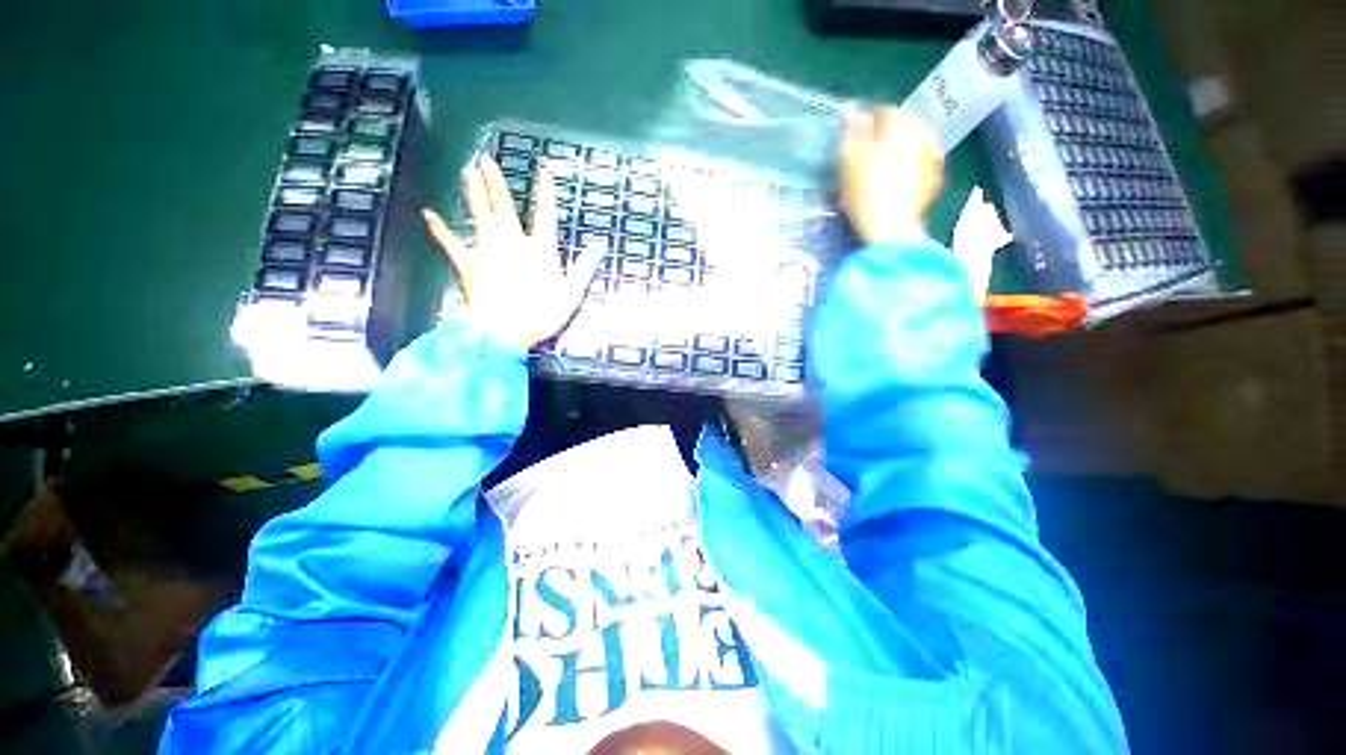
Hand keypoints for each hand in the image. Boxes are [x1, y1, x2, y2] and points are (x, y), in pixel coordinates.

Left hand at [423, 156, 602, 350]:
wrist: (503, 330)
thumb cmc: (542, 314)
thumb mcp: (572, 294)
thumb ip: (584, 268)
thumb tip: (599, 247)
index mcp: (540, 249)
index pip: (546, 215)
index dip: (546, 192)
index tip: (544, 169)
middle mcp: (513, 242)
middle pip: (504, 207)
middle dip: (496, 183)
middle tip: (486, 160)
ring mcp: (487, 250)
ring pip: (479, 215)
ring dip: (472, 192)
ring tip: (467, 171)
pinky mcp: (468, 263)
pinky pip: (450, 242)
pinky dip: (439, 229)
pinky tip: (429, 213)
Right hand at [838, 107, 943, 244]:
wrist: (892, 230)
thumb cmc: (867, 194)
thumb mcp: (850, 163)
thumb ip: (854, 134)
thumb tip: (857, 115)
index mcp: (902, 127)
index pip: (886, 110)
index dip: (869, 118)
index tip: (857, 130)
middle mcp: (923, 136)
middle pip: (905, 125)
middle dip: (888, 132)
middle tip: (870, 146)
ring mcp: (933, 158)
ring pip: (915, 142)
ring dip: (901, 147)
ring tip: (884, 161)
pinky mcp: (935, 179)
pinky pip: (922, 162)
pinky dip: (910, 163)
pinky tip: (899, 177)